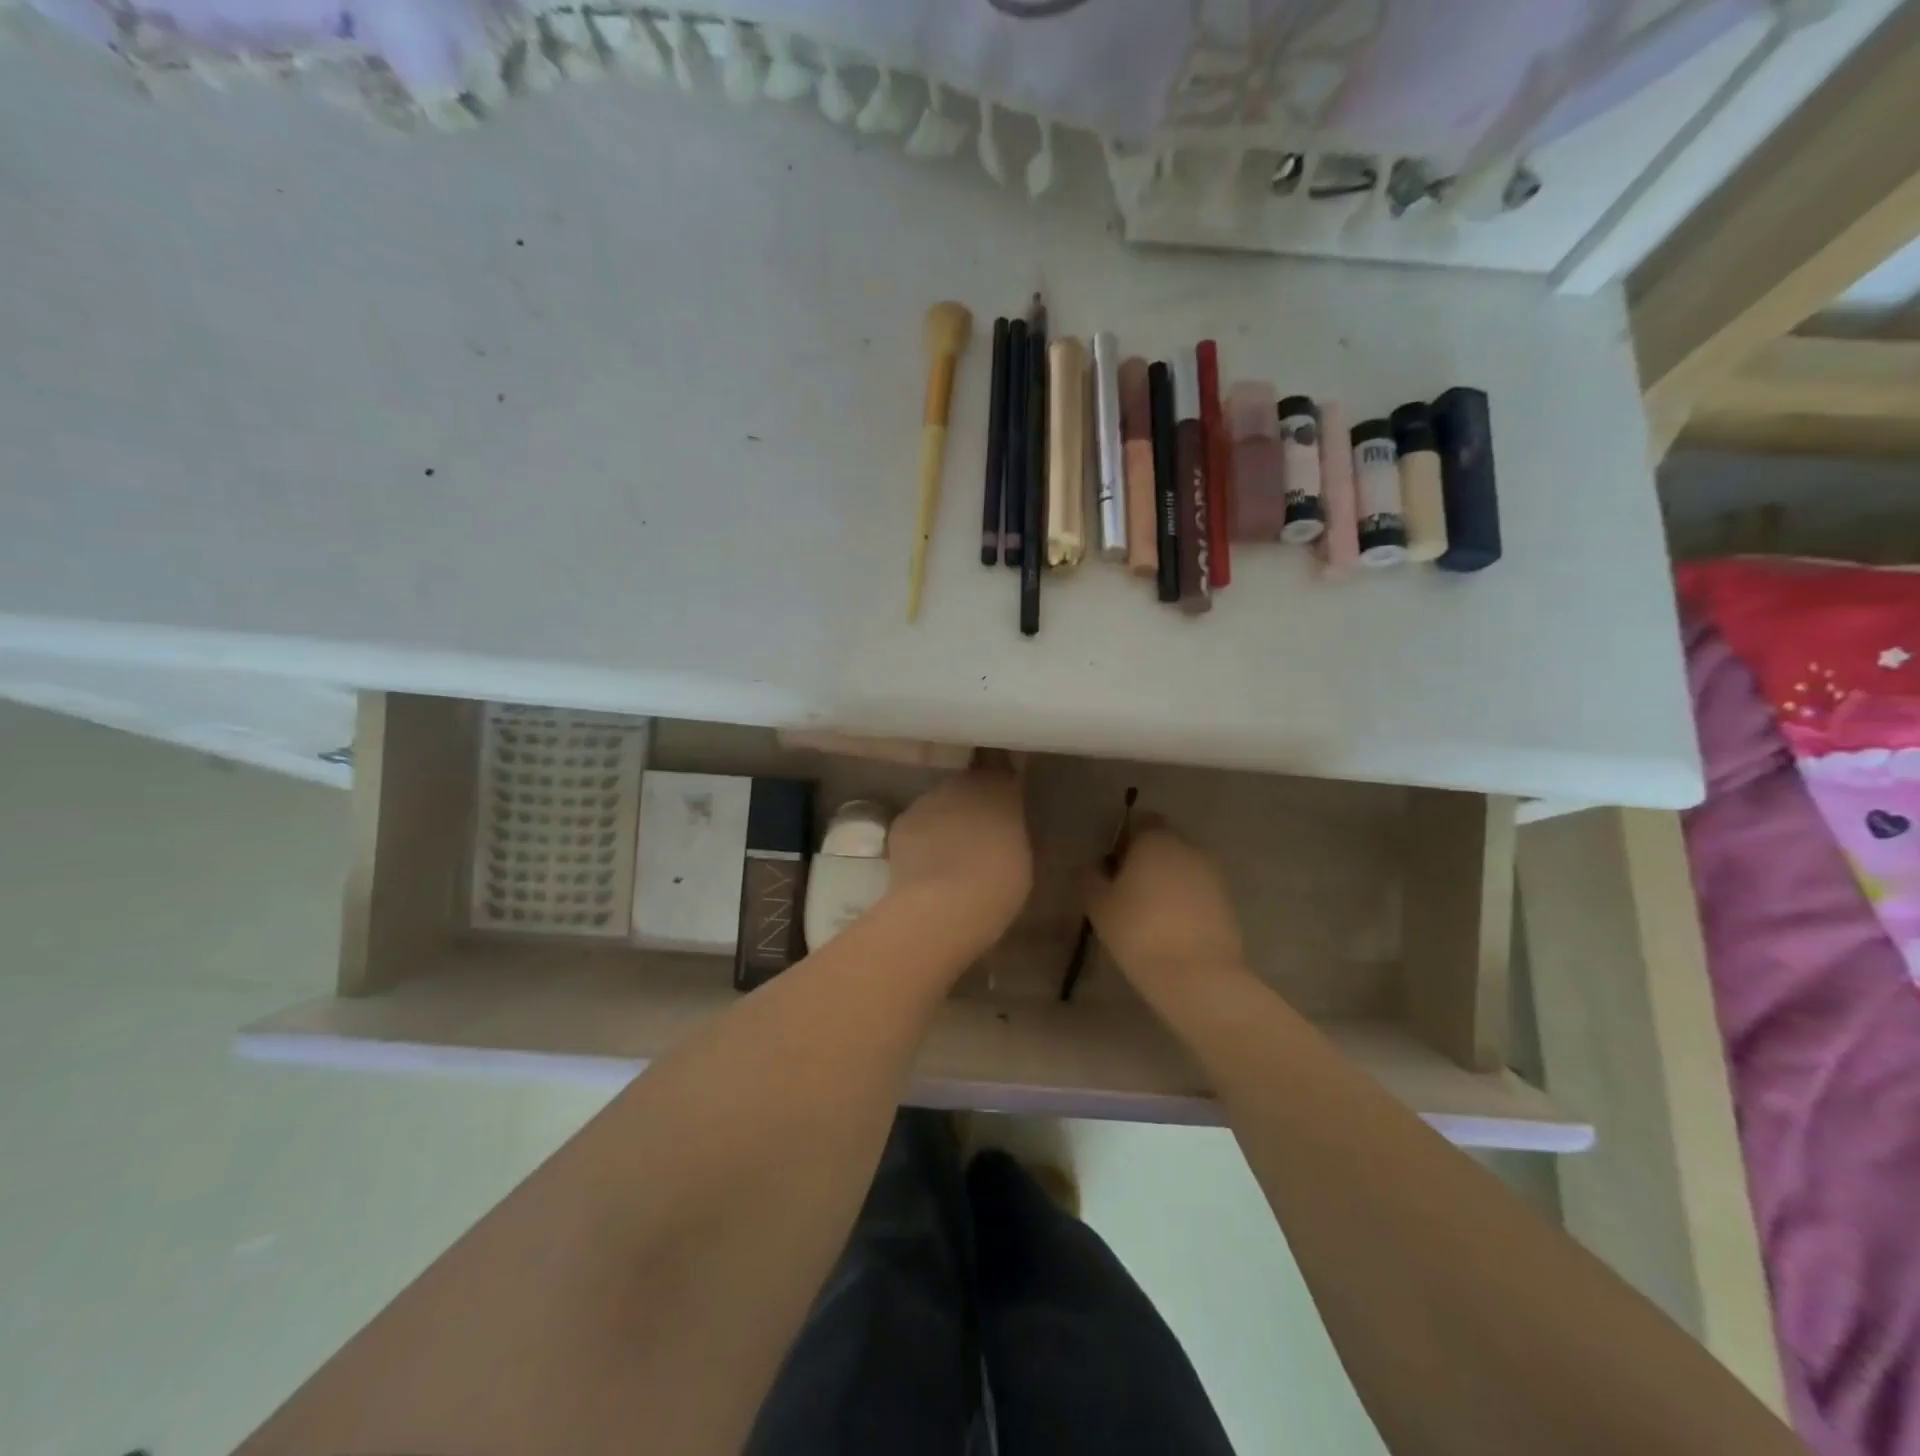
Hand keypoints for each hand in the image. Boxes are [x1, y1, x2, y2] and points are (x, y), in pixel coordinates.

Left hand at [882, 760, 1031, 960]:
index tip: (1002, 788)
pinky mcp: (901, 822)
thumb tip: (999, 826)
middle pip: (967, 785)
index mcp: (999, 787)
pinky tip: (926, 867)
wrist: (943, 905)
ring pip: (939, 805)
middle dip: (971, 803)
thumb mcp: (1020, 854)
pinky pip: (917, 827)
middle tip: (979, 833)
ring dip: (945, 822)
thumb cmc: (999, 883)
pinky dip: (921, 840)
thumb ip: (1008, 829)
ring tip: (950, 855)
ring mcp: (926, 800)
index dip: (998, 774)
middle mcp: (961, 783)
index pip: (999, 763)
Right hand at [1085, 821, 1248, 997]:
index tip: (1111, 864)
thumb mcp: (1099, 906)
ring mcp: (1213, 875)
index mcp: (1156, 840)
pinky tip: (1171, 928)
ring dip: (1167, 880)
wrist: (1199, 977)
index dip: (1124, 838)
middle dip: (1146, 859)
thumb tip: (1093, 867)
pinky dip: (1185, 900)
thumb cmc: (1140, 932)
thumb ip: (1090, 878)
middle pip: (1164, 842)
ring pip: (1183, 867)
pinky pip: (1198, 890)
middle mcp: (1188, 848)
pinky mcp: (1228, 902)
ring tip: (1148, 912)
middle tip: (1126, 889)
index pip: (1141, 820)